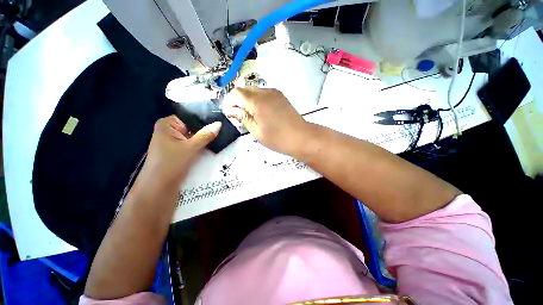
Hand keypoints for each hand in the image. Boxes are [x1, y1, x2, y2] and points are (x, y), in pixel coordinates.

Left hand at [140, 115, 221, 187]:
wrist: (159, 188)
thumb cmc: (171, 164)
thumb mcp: (190, 148)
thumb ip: (205, 135)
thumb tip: (219, 124)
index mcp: (167, 124)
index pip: (189, 116)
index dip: (204, 118)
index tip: (219, 119)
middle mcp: (170, 130)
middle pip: (192, 126)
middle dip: (206, 129)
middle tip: (223, 128)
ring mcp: (174, 141)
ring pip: (194, 136)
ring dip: (205, 138)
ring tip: (222, 135)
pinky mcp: (179, 151)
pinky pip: (193, 144)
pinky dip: (201, 145)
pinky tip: (213, 144)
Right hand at [223, 88, 307, 154]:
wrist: (301, 137)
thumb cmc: (277, 138)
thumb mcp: (256, 131)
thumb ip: (243, 117)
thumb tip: (231, 110)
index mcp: (257, 101)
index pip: (236, 93)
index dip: (229, 102)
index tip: (230, 114)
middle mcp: (265, 92)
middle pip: (244, 89)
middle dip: (238, 100)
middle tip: (239, 115)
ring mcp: (274, 92)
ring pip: (254, 90)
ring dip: (247, 100)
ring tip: (250, 115)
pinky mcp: (280, 95)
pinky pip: (263, 93)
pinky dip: (257, 100)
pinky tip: (261, 112)